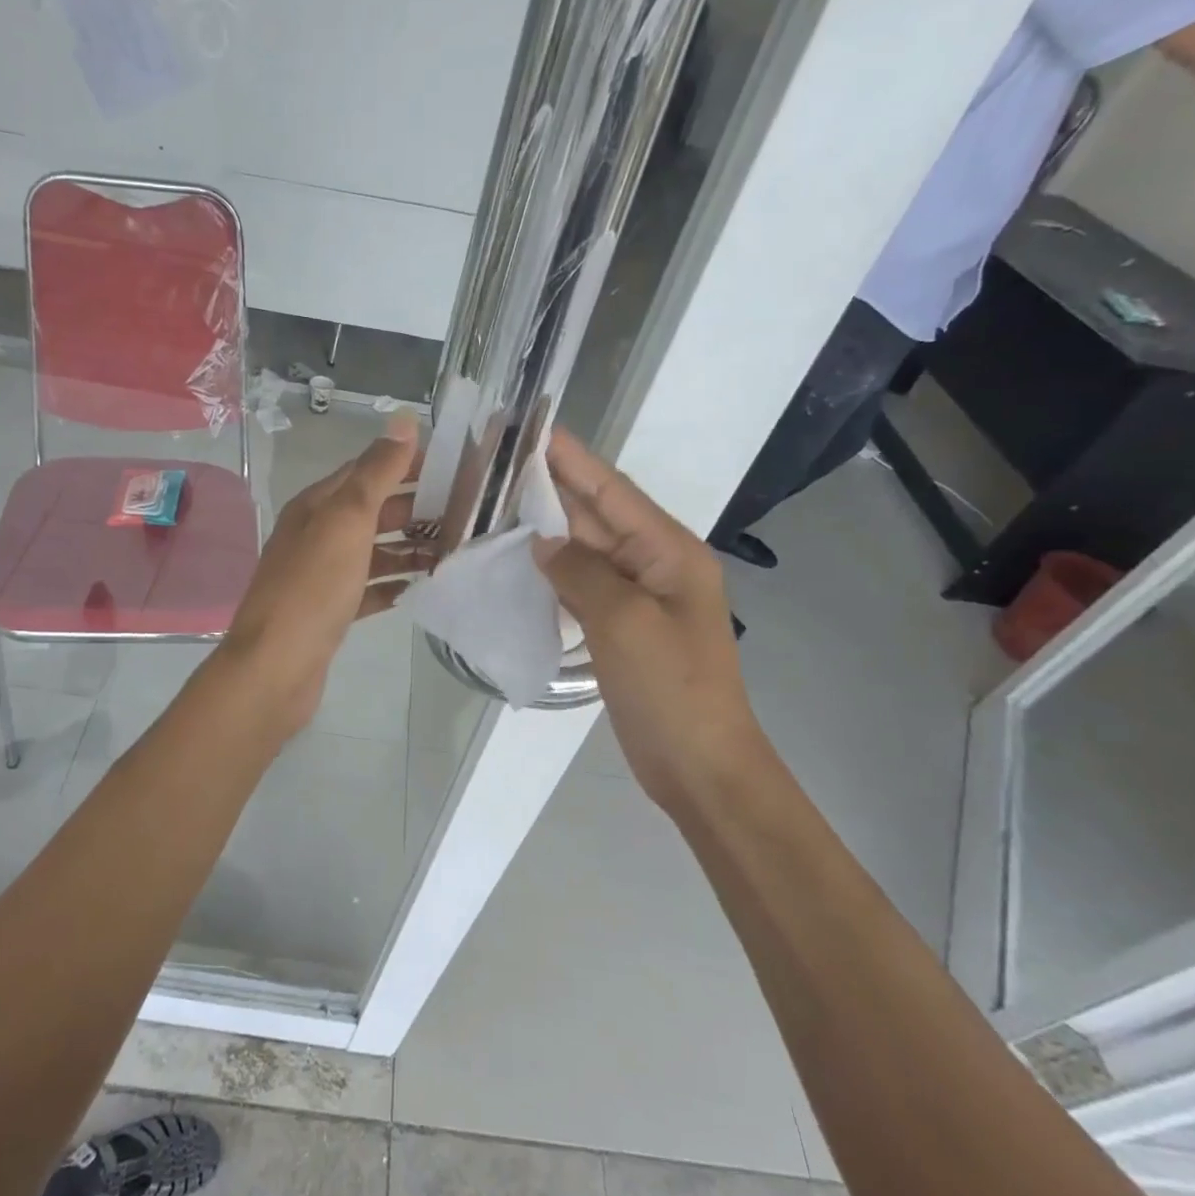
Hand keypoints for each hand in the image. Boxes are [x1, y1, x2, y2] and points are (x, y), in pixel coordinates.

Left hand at [217, 409, 425, 733]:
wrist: (276, 667)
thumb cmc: (313, 587)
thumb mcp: (347, 519)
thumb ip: (376, 472)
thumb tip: (404, 421)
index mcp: (317, 506)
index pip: (367, 470)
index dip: (407, 464)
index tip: (454, 467)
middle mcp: (316, 534)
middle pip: (372, 511)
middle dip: (414, 509)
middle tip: (465, 513)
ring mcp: (321, 575)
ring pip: (372, 551)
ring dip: (408, 549)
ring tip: (451, 552)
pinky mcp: (329, 612)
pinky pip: (367, 589)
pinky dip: (391, 586)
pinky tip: (418, 589)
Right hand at [531, 428, 769, 804]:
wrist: (700, 766)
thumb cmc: (671, 688)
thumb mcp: (624, 621)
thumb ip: (581, 571)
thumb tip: (542, 541)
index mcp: (668, 551)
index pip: (611, 490)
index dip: (571, 458)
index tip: (531, 429)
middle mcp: (654, 564)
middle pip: (596, 515)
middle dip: (549, 488)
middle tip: (496, 464)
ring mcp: (637, 598)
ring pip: (585, 550)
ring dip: (546, 528)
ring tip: (495, 505)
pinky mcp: (621, 627)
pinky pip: (581, 586)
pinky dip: (551, 572)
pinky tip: (518, 562)